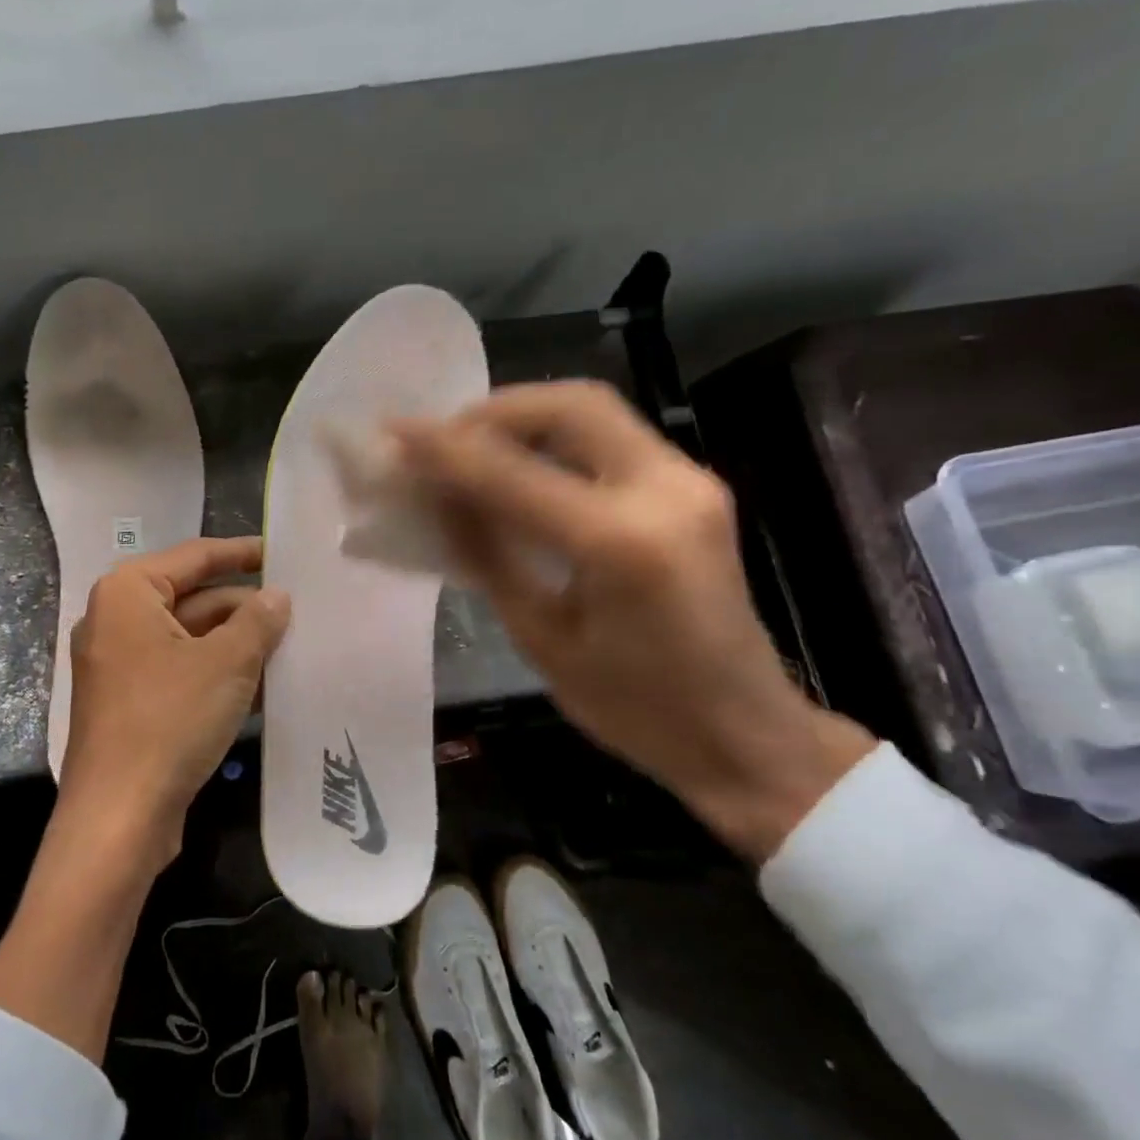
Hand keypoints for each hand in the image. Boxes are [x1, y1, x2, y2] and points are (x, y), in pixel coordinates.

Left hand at [59, 535, 290, 870]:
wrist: (119, 816)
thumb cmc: (170, 720)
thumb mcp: (226, 663)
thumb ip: (257, 621)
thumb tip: (276, 596)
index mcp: (128, 594)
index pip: (194, 556)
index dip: (241, 552)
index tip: (281, 551)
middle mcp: (116, 621)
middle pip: (192, 598)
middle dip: (244, 606)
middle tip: (297, 609)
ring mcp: (119, 665)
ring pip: (189, 638)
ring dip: (236, 643)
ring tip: (290, 645)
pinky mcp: (129, 703)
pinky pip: (180, 671)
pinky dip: (217, 672)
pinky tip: (263, 685)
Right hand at [393, 382, 873, 861]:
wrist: (745, 733)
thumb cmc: (635, 709)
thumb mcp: (541, 639)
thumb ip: (488, 556)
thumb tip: (437, 500)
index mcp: (622, 545)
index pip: (514, 474)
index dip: (446, 449)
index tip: (394, 432)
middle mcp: (666, 492)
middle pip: (571, 406)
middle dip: (494, 412)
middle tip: (442, 440)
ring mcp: (690, 482)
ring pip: (594, 412)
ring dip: (524, 419)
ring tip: (471, 450)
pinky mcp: (693, 487)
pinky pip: (611, 438)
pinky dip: (554, 439)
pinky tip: (520, 466)